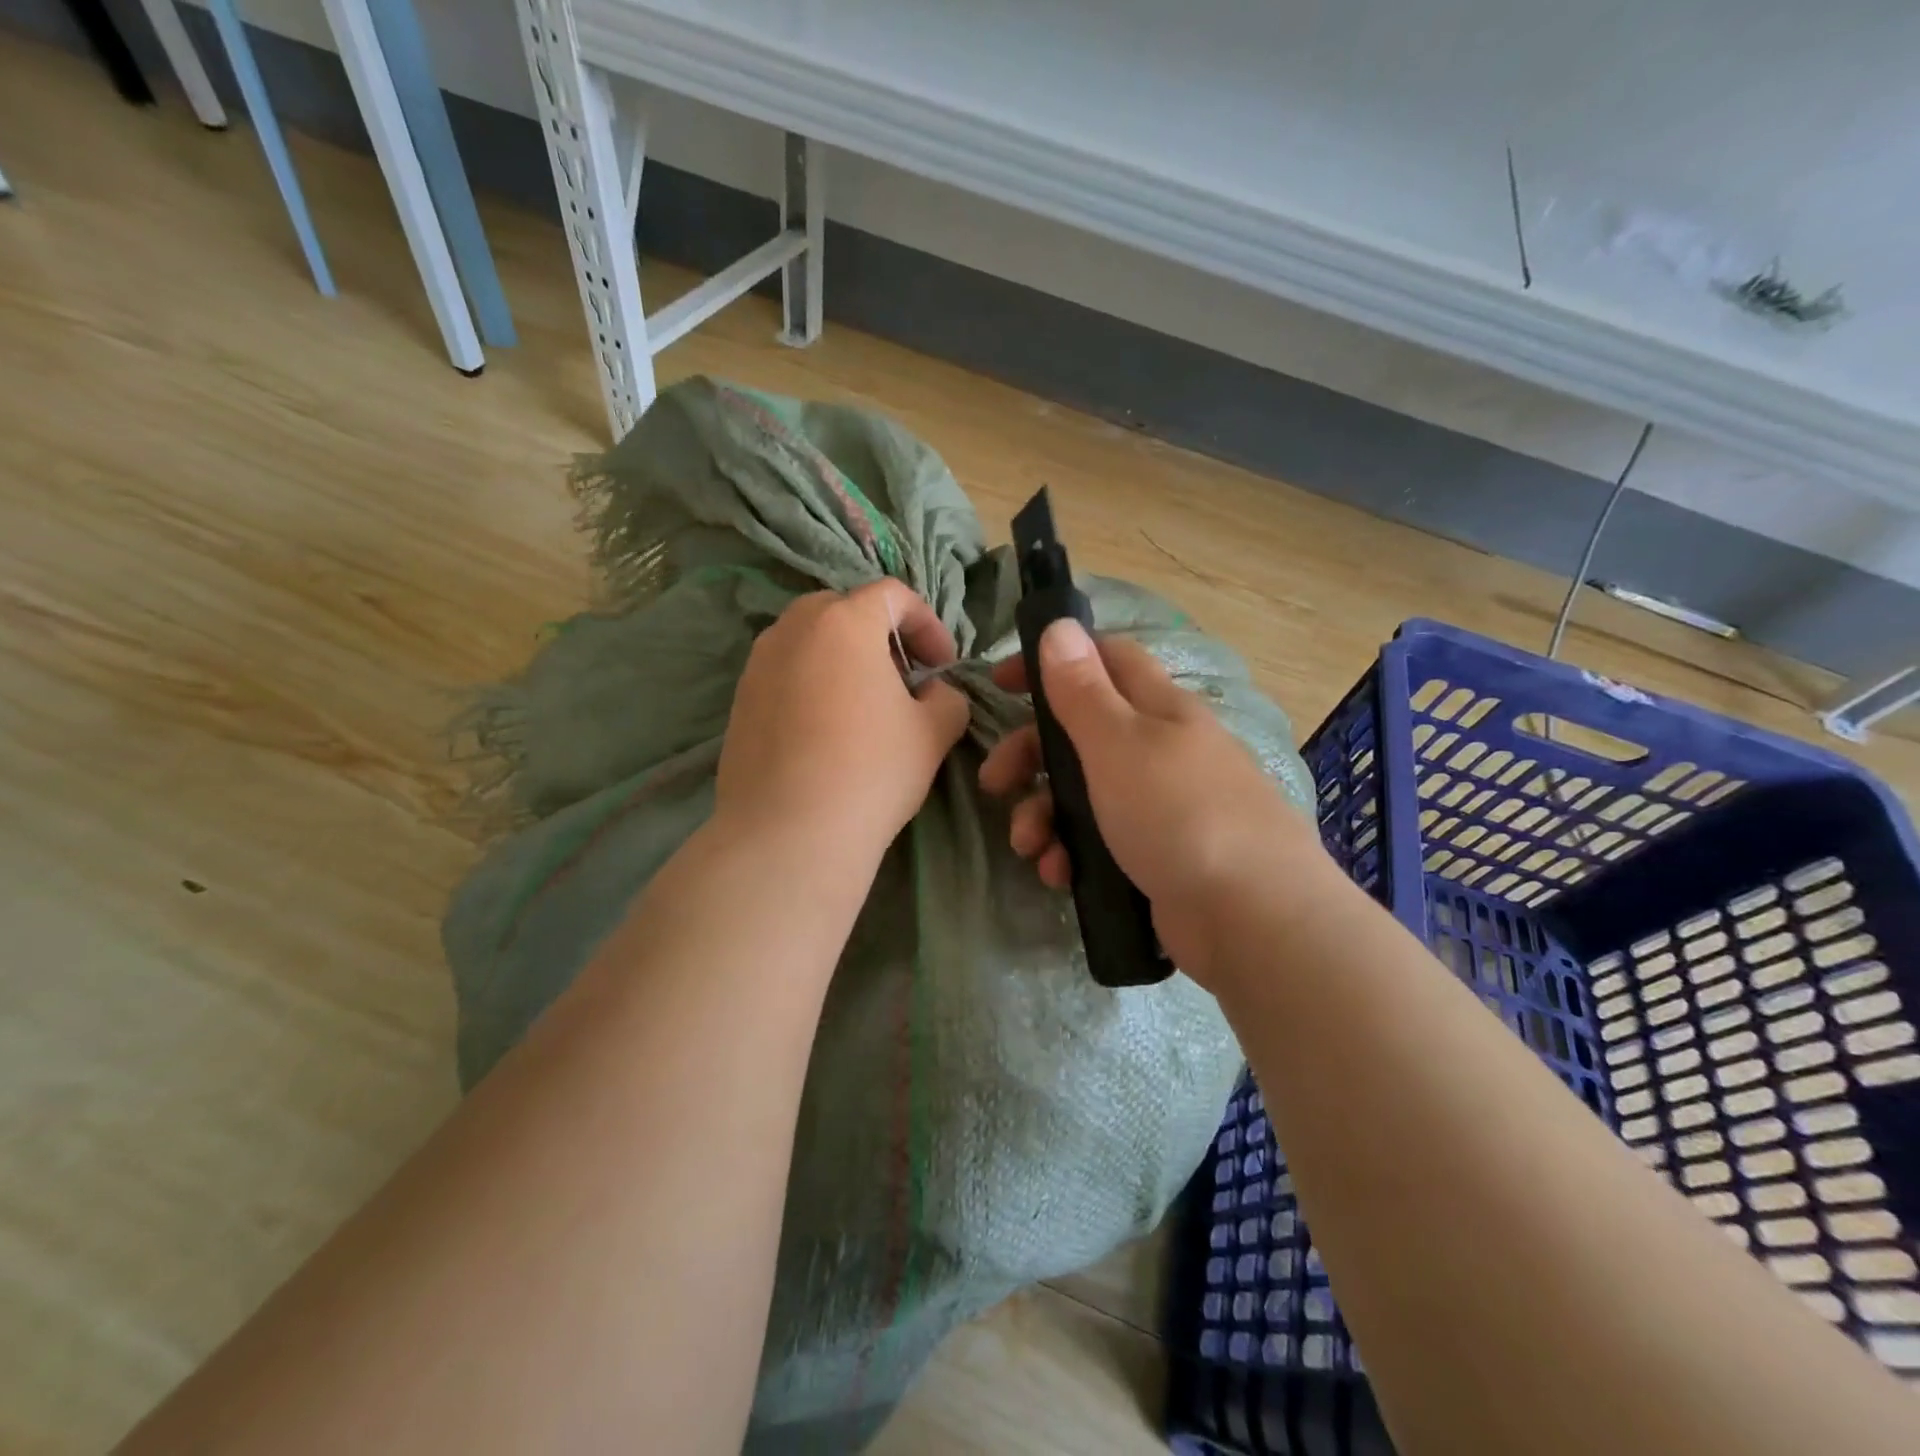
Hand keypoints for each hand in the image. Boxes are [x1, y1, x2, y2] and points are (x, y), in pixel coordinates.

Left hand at [715, 580, 970, 862]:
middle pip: (843, 609)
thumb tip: (933, 692)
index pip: (892, 594)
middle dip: (880, 636)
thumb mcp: (933, 733)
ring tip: (863, 706)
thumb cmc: (872, 771)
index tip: (941, 666)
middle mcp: (793, 629)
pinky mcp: (739, 701)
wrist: (789, 834)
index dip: (927, 623)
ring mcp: (757, 664)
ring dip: (842, 659)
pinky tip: (825, 732)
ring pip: (808, 641)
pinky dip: (811, 684)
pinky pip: (784, 674)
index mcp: (844, 622)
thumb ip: (946, 697)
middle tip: (902, 679)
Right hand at [979, 619, 1318, 985]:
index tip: (1002, 683)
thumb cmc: (1178, 814)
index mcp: (1160, 709)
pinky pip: (1100, 841)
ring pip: (1085, 793)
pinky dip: (1073, 852)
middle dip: (1032, 754)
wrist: (1252, 917)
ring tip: (1029, 847)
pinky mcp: (1158, 856)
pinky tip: (1060, 875)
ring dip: (1045, 814)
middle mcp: (1162, 750)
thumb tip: (1059, 626)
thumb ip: (1083, 689)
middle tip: (995, 782)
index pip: (1105, 659)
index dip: (1053, 661)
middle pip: (1082, 733)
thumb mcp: (1119, 744)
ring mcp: (1162, 806)